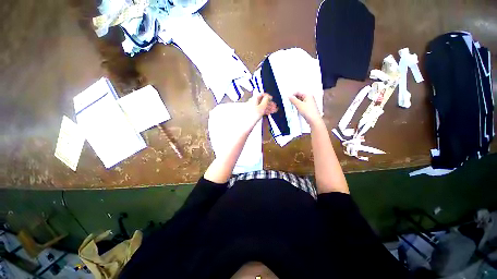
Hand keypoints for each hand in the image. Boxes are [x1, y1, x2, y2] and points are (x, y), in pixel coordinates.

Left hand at [245, 93, 277, 125]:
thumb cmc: (253, 116)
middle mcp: (252, 102)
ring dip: (268, 107)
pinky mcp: (252, 113)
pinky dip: (264, 111)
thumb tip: (268, 97)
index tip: (271, 99)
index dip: (267, 96)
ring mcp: (252, 108)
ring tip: (273, 110)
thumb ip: (266, 100)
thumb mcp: (262, 107)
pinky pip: (259, 110)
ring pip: (261, 106)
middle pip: (262, 101)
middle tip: (274, 106)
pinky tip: (268, 113)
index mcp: (254, 99)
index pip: (261, 94)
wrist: (247, 124)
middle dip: (269, 103)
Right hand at [289, 92, 320, 124]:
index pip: (298, 92)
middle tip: (289, 102)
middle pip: (300, 96)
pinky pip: (302, 105)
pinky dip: (298, 106)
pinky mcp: (309, 108)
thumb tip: (289, 96)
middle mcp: (310, 98)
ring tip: (292, 106)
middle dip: (294, 99)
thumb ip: (293, 100)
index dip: (292, 95)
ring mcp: (310, 103)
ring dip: (296, 103)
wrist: (314, 120)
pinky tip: (296, 109)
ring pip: (301, 101)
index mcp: (308, 95)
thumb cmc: (308, 111)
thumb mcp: (299, 105)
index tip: (288, 99)